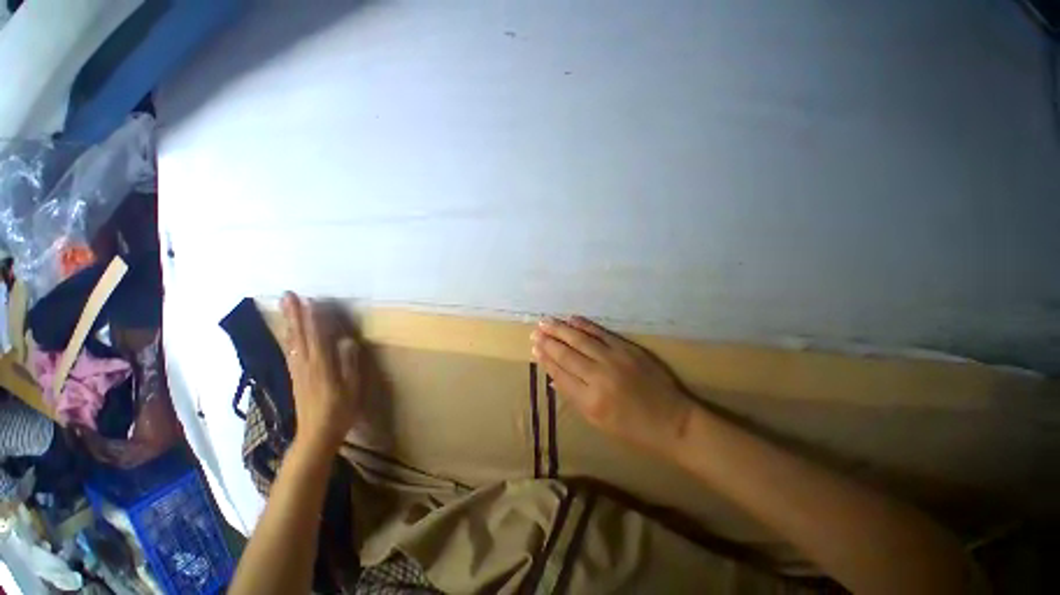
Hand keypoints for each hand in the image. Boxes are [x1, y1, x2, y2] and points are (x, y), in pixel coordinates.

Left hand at [281, 292, 362, 449]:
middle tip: (288, 294)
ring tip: (286, 307)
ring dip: (289, 322)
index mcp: (321, 366)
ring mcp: (298, 371)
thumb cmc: (340, 411)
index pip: (316, 336)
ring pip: (292, 342)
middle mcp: (305, 365)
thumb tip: (347, 341)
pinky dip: (288, 338)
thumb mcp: (352, 388)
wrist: (316, 435)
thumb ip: (349, 364)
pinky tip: (288, 333)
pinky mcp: (295, 377)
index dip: (313, 318)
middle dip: (295, 314)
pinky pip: (290, 352)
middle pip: (299, 335)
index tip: (310, 300)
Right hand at [531, 317, 692, 454]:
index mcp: (590, 401)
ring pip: (581, 340)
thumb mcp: (598, 423)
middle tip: (534, 331)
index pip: (560, 374)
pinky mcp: (628, 349)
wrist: (673, 421)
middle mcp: (599, 376)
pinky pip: (601, 333)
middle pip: (567, 354)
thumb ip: (574, 397)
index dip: (545, 359)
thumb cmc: (633, 429)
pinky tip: (572, 319)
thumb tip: (554, 378)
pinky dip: (585, 325)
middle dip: (548, 341)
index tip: (534, 348)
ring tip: (546, 321)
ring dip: (561, 329)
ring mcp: (614, 359)